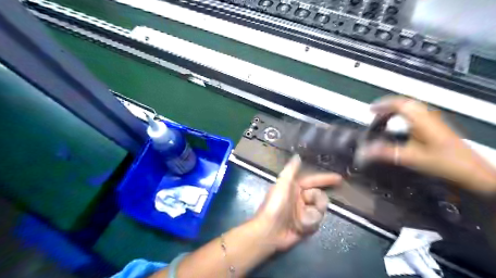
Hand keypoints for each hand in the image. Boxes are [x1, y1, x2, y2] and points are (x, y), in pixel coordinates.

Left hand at [256, 155, 340, 249]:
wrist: (270, 231)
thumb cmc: (276, 205)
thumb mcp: (283, 184)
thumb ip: (291, 170)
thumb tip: (297, 156)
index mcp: (294, 187)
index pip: (313, 181)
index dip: (325, 179)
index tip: (339, 178)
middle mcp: (300, 198)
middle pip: (319, 196)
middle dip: (318, 201)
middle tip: (312, 205)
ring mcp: (303, 212)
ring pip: (320, 210)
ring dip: (313, 215)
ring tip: (302, 219)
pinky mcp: (305, 225)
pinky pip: (317, 222)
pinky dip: (311, 224)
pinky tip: (302, 227)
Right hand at [361, 96, 495, 192]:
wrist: (474, 172)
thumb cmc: (446, 162)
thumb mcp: (412, 158)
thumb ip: (387, 153)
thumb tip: (365, 151)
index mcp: (422, 120)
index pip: (399, 104)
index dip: (383, 105)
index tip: (370, 110)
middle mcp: (428, 117)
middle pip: (405, 103)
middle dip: (387, 106)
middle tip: (374, 113)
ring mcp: (434, 121)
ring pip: (411, 108)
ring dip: (395, 110)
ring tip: (383, 117)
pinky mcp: (436, 127)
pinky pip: (415, 114)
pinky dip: (403, 115)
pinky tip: (399, 125)